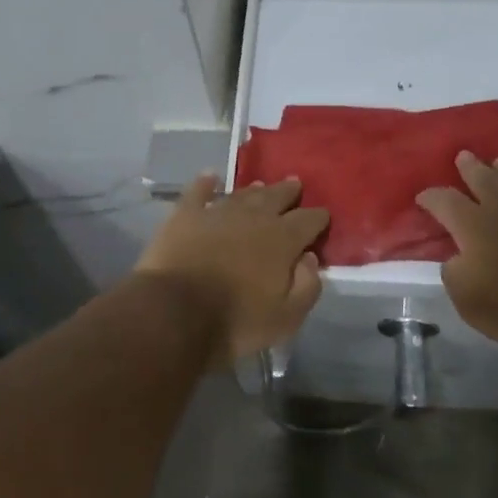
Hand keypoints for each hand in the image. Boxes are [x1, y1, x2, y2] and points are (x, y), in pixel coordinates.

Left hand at [134, 174, 328, 362]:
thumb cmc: (236, 321)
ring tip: (261, 186)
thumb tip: (310, 259)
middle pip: (277, 197)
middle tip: (295, 185)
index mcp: (282, 239)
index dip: (318, 217)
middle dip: (289, 192)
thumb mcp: (287, 318)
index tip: (323, 216)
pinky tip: (209, 177)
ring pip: (241, 194)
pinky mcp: (185, 216)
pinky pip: (197, 192)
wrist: (175, 313)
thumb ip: (307, 286)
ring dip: (254, 190)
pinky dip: (205, 183)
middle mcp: (254, 217)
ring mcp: (217, 213)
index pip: (309, 220)